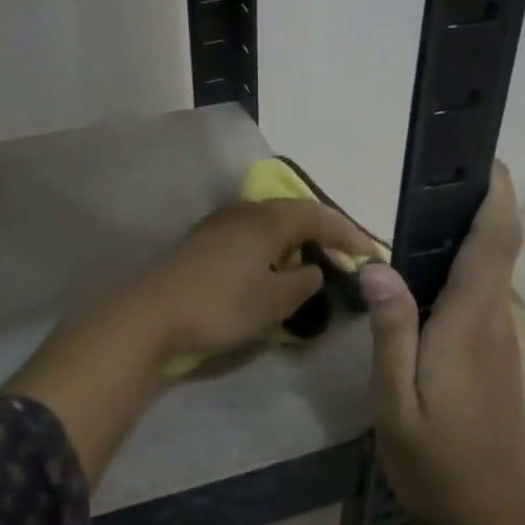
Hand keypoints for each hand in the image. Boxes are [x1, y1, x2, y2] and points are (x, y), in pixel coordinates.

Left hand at [136, 198, 376, 356]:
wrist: (152, 314)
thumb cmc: (221, 305)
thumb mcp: (275, 301)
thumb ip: (304, 282)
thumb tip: (313, 269)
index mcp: (269, 219)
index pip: (320, 216)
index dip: (349, 234)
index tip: (371, 254)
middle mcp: (246, 211)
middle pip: (295, 212)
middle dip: (324, 231)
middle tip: (345, 253)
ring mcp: (220, 223)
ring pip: (270, 221)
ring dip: (296, 237)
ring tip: (312, 258)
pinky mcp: (203, 240)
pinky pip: (251, 233)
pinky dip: (272, 245)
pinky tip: (272, 264)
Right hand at [360, 163, 524, 524]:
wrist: (494, 512)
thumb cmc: (437, 460)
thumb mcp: (395, 401)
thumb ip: (391, 331)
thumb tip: (376, 265)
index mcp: (468, 322)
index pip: (494, 242)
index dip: (495, 195)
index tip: (482, 159)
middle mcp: (493, 319)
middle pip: (496, 246)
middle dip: (477, 203)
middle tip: (432, 177)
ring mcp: (499, 337)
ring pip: (489, 270)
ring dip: (467, 234)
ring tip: (419, 213)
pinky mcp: (495, 354)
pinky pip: (480, 294)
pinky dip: (460, 268)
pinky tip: (422, 277)